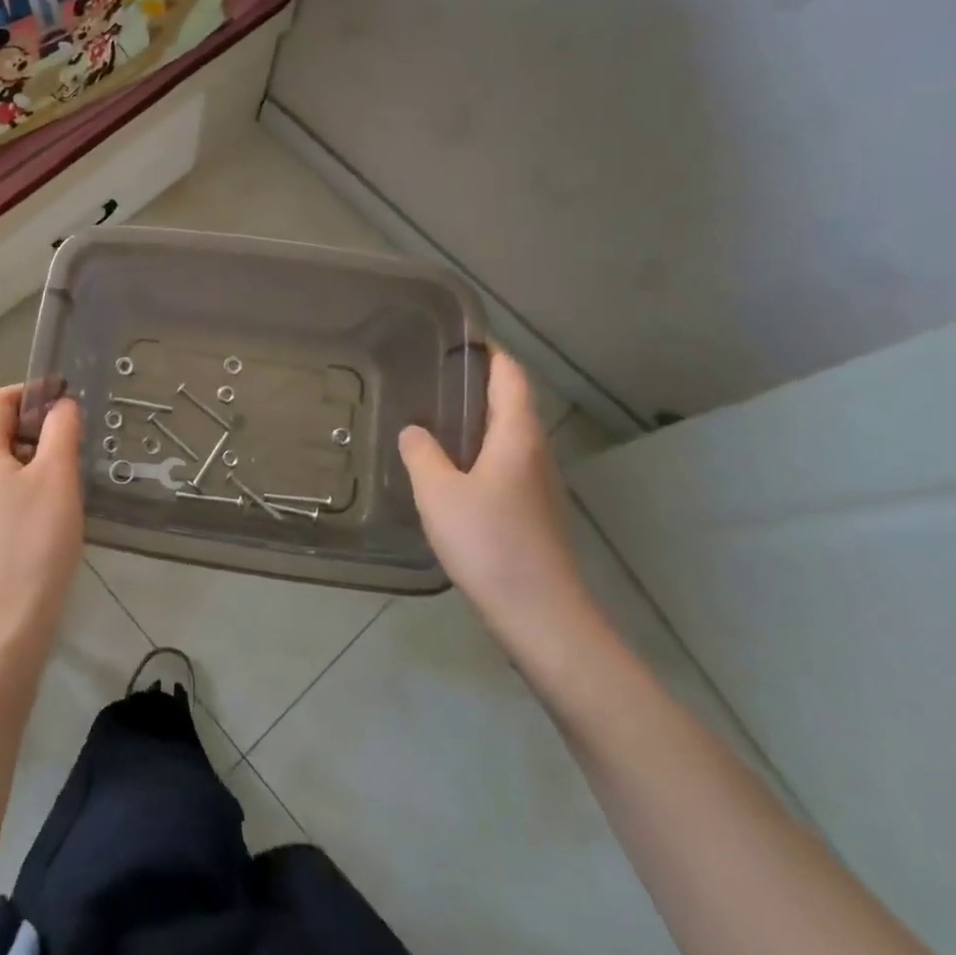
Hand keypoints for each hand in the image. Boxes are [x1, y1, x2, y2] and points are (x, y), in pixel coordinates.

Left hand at [0, 385, 85, 660]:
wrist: (6, 624)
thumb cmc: (33, 541)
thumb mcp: (56, 476)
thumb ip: (61, 430)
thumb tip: (62, 405)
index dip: (34, 390)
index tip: (70, 395)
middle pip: (1, 428)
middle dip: (40, 423)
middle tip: (79, 434)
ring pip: (6, 459)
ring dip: (39, 454)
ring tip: (74, 466)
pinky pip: (6, 487)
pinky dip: (32, 481)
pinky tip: (59, 502)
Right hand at [398, 351, 597, 653]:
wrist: (541, 616)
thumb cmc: (489, 543)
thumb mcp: (438, 492)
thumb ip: (421, 452)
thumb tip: (414, 431)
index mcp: (517, 435)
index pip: (510, 375)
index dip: (489, 352)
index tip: (456, 338)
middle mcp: (535, 451)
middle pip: (511, 402)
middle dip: (476, 384)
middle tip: (429, 375)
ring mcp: (538, 483)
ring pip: (507, 436)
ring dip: (475, 420)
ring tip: (431, 416)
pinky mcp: (532, 511)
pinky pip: (504, 463)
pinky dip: (477, 451)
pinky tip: (447, 469)